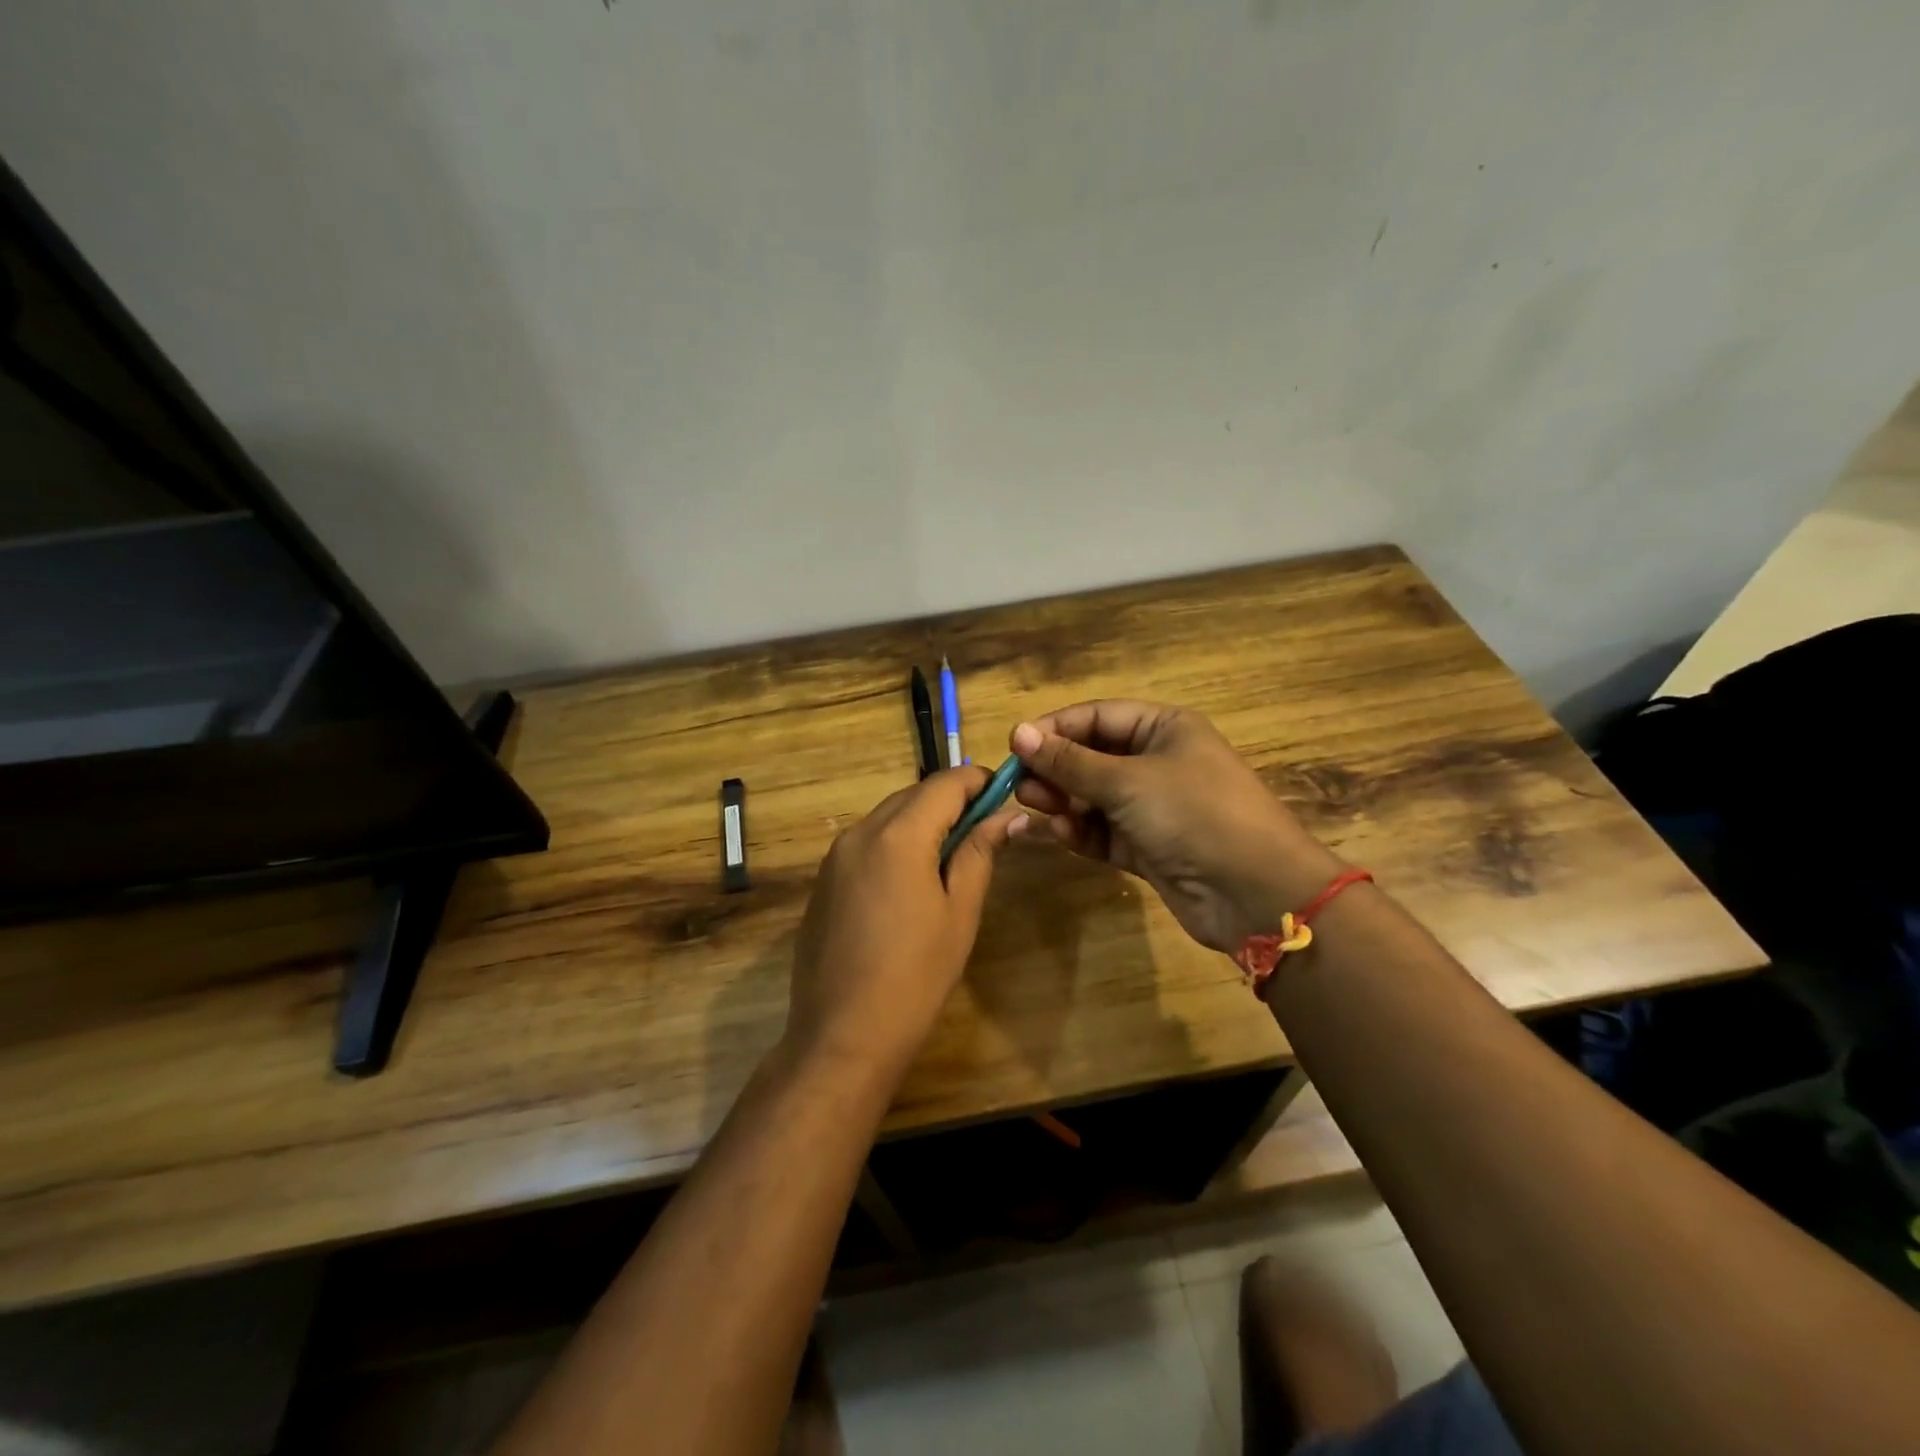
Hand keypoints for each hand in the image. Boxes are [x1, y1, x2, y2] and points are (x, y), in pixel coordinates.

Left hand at [785, 765, 1025, 1082]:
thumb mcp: (960, 912)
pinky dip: (894, 845)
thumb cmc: (916, 975)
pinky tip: (909, 884)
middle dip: (951, 801)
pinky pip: (866, 844)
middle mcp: (860, 832)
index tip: (1005, 793)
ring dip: (922, 822)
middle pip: (913, 795)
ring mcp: (835, 857)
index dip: (979, 781)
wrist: (842, 1035)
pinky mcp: (823, 882)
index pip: (945, 783)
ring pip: (887, 817)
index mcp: (898, 835)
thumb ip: (980, 853)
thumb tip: (1007, 815)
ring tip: (951, 858)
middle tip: (985, 830)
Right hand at [1010, 701, 1343, 952]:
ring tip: (1033, 807)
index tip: (1014, 746)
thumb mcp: (1127, 781)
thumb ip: (1069, 761)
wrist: (1255, 892)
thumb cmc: (1193, 814)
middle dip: (1055, 769)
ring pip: (1094, 797)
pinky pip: (1104, 832)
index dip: (1055, 728)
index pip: (1097, 717)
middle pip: (1092, 757)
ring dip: (1063, 801)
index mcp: (1164, 728)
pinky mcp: (1149, 847)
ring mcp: (1154, 807)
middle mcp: (1158, 762)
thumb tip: (1017, 733)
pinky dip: (1080, 832)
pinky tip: (1057, 834)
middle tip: (1018, 784)